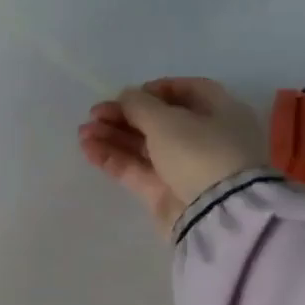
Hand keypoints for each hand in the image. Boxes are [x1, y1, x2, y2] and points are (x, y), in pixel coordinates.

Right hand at [78, 77, 267, 230]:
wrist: (218, 214)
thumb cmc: (201, 152)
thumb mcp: (167, 120)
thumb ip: (140, 105)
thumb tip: (126, 96)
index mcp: (220, 112)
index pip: (188, 91)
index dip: (156, 90)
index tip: (129, 94)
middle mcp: (205, 138)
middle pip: (159, 121)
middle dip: (125, 116)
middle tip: (95, 114)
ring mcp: (185, 168)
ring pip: (144, 146)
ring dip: (113, 136)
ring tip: (83, 132)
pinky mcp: (166, 193)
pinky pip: (137, 170)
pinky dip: (113, 158)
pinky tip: (88, 149)